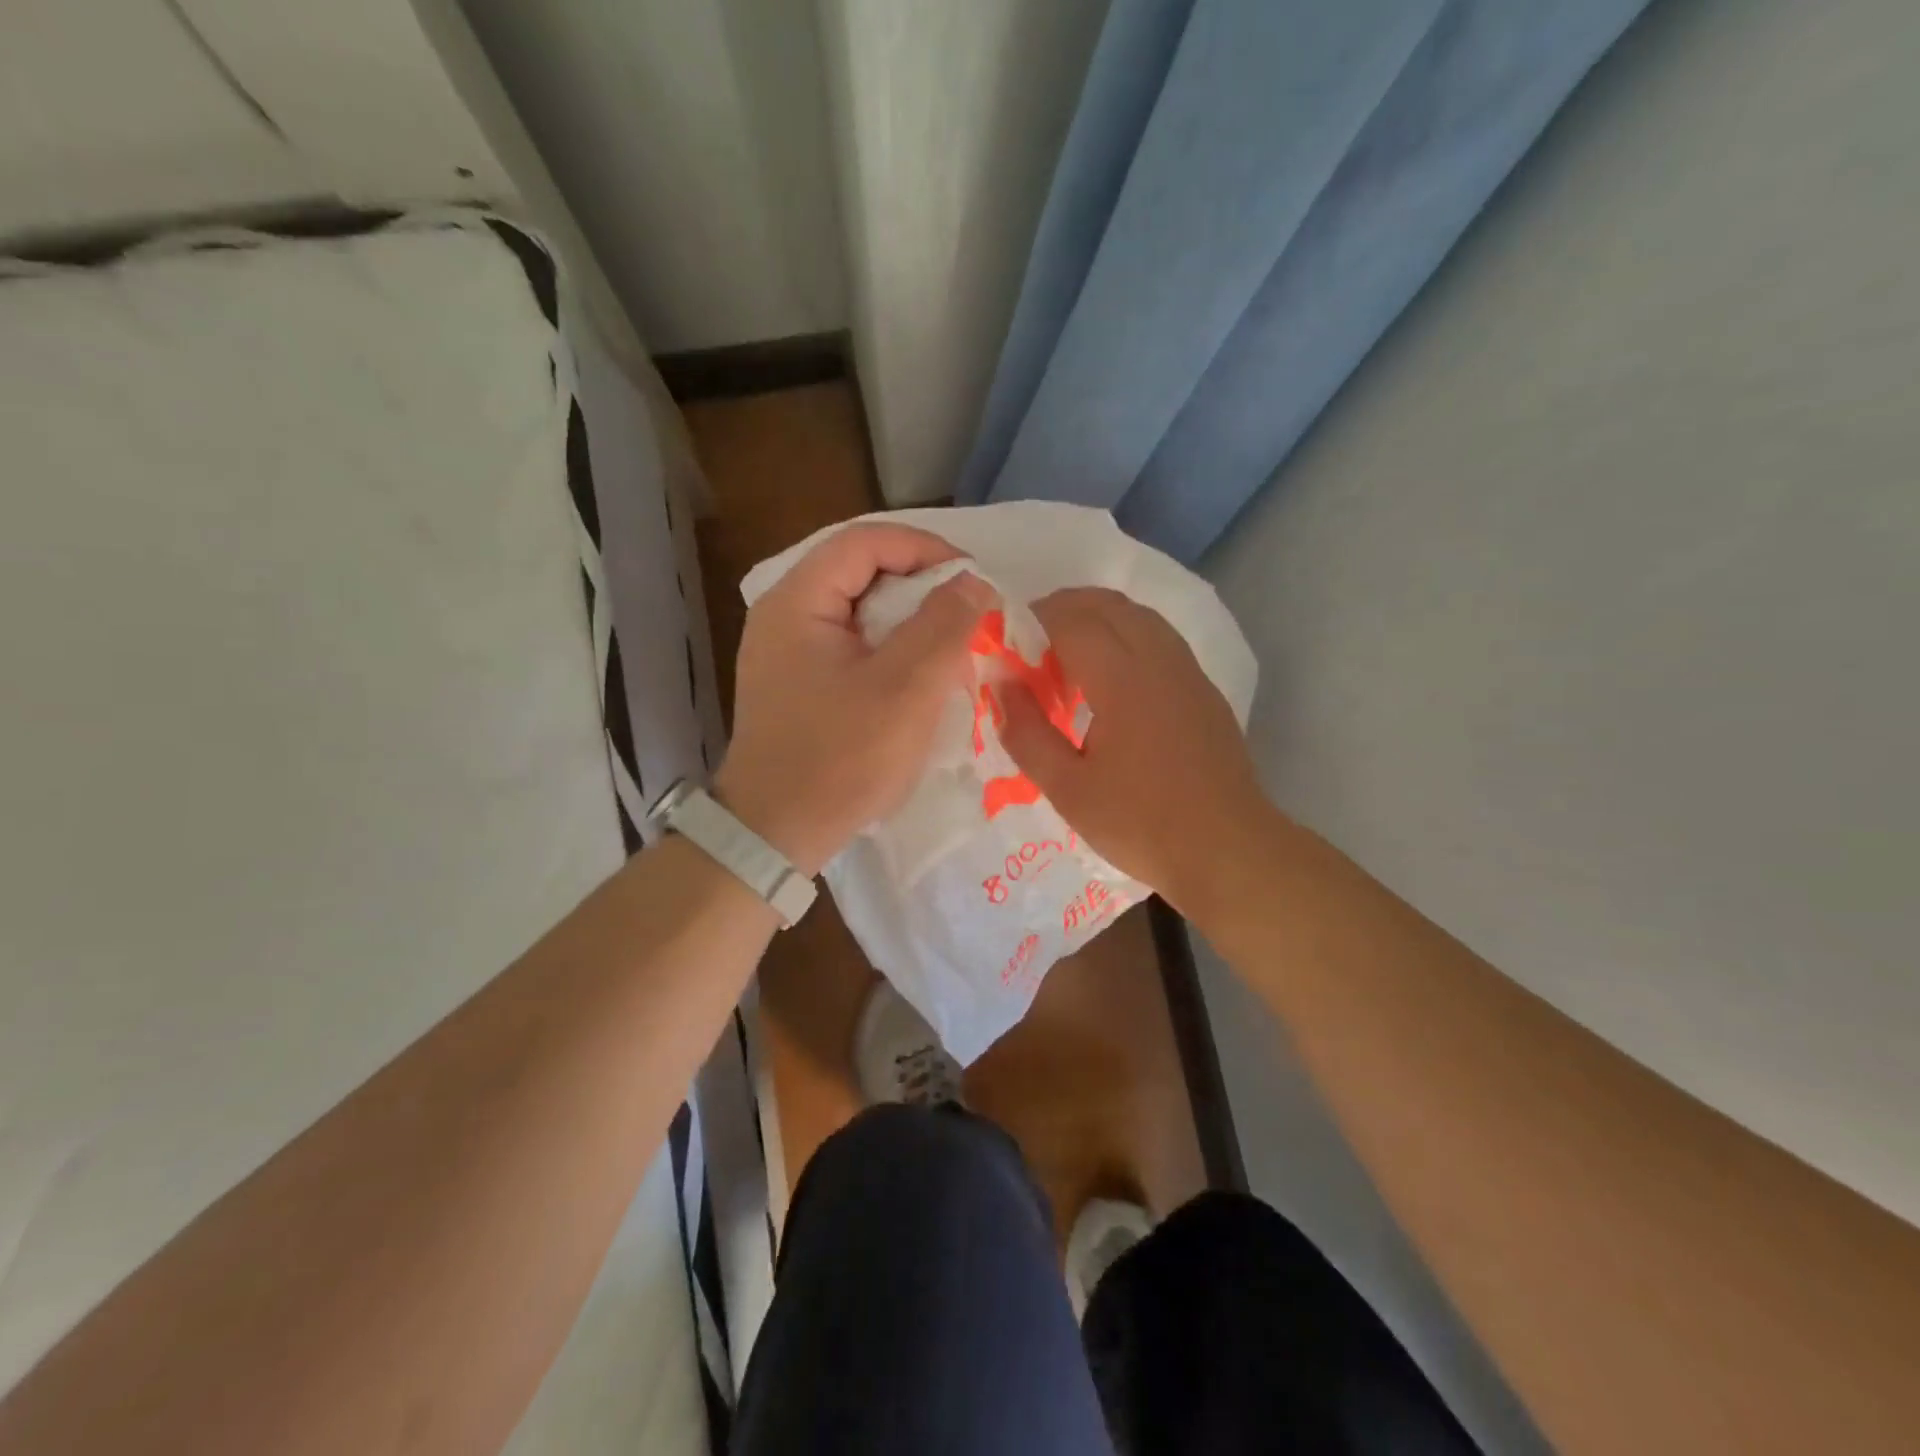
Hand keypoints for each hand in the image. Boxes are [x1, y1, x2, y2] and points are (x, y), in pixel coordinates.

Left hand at [715, 523, 995, 875]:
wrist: (775, 834)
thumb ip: (943, 625)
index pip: (866, 541)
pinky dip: (888, 651)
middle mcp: (784, 615)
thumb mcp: (905, 689)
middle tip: (965, 615)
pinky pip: (850, 647)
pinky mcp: (796, 684)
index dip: (925, 549)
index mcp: (798, 601)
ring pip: (858, 613)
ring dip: (907, 622)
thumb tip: (973, 581)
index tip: (972, 579)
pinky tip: (917, 679)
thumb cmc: (841, 758)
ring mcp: (786, 652)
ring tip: (949, 647)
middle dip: (920, 587)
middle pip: (860, 573)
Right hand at [1000, 587, 1267, 917]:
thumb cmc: (1140, 824)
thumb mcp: (1067, 788)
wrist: (1227, 850)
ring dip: (1097, 619)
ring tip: (1066, 658)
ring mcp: (1188, 671)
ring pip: (1138, 616)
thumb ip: (1026, 732)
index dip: (1033, 620)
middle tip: (1030, 644)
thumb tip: (1001, 684)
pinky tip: (1110, 680)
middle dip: (1063, 609)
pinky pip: (1159, 638)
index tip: (1006, 643)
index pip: (1072, 620)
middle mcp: (1160, 660)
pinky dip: (1125, 637)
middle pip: (1108, 604)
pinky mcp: (1204, 689)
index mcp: (1124, 679)